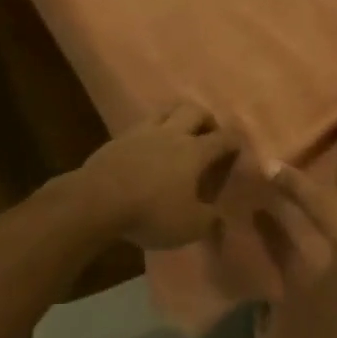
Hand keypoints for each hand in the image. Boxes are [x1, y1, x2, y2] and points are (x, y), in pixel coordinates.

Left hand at [82, 104, 242, 249]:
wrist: (98, 200)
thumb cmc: (151, 212)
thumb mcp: (189, 226)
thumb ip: (209, 220)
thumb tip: (218, 217)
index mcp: (194, 151)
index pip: (223, 138)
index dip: (234, 141)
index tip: (238, 147)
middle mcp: (172, 134)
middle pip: (194, 111)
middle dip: (206, 119)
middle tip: (208, 134)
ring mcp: (142, 132)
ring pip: (166, 111)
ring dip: (176, 117)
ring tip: (178, 132)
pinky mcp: (118, 138)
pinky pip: (141, 126)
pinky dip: (150, 132)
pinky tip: (148, 146)